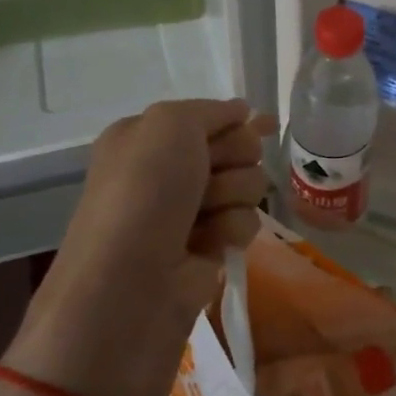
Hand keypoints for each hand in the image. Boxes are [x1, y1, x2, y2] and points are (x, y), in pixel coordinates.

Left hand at [12, 99, 274, 395]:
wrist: (130, 284)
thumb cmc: (143, 193)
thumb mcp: (169, 125)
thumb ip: (209, 110)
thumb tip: (241, 111)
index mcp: (147, 137)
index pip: (209, 117)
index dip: (236, 121)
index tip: (264, 123)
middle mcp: (167, 171)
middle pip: (236, 147)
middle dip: (234, 157)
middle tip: (211, 174)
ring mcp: (189, 211)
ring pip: (247, 184)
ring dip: (233, 194)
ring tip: (204, 216)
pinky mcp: (209, 247)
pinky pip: (245, 222)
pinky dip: (232, 228)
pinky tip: (211, 244)